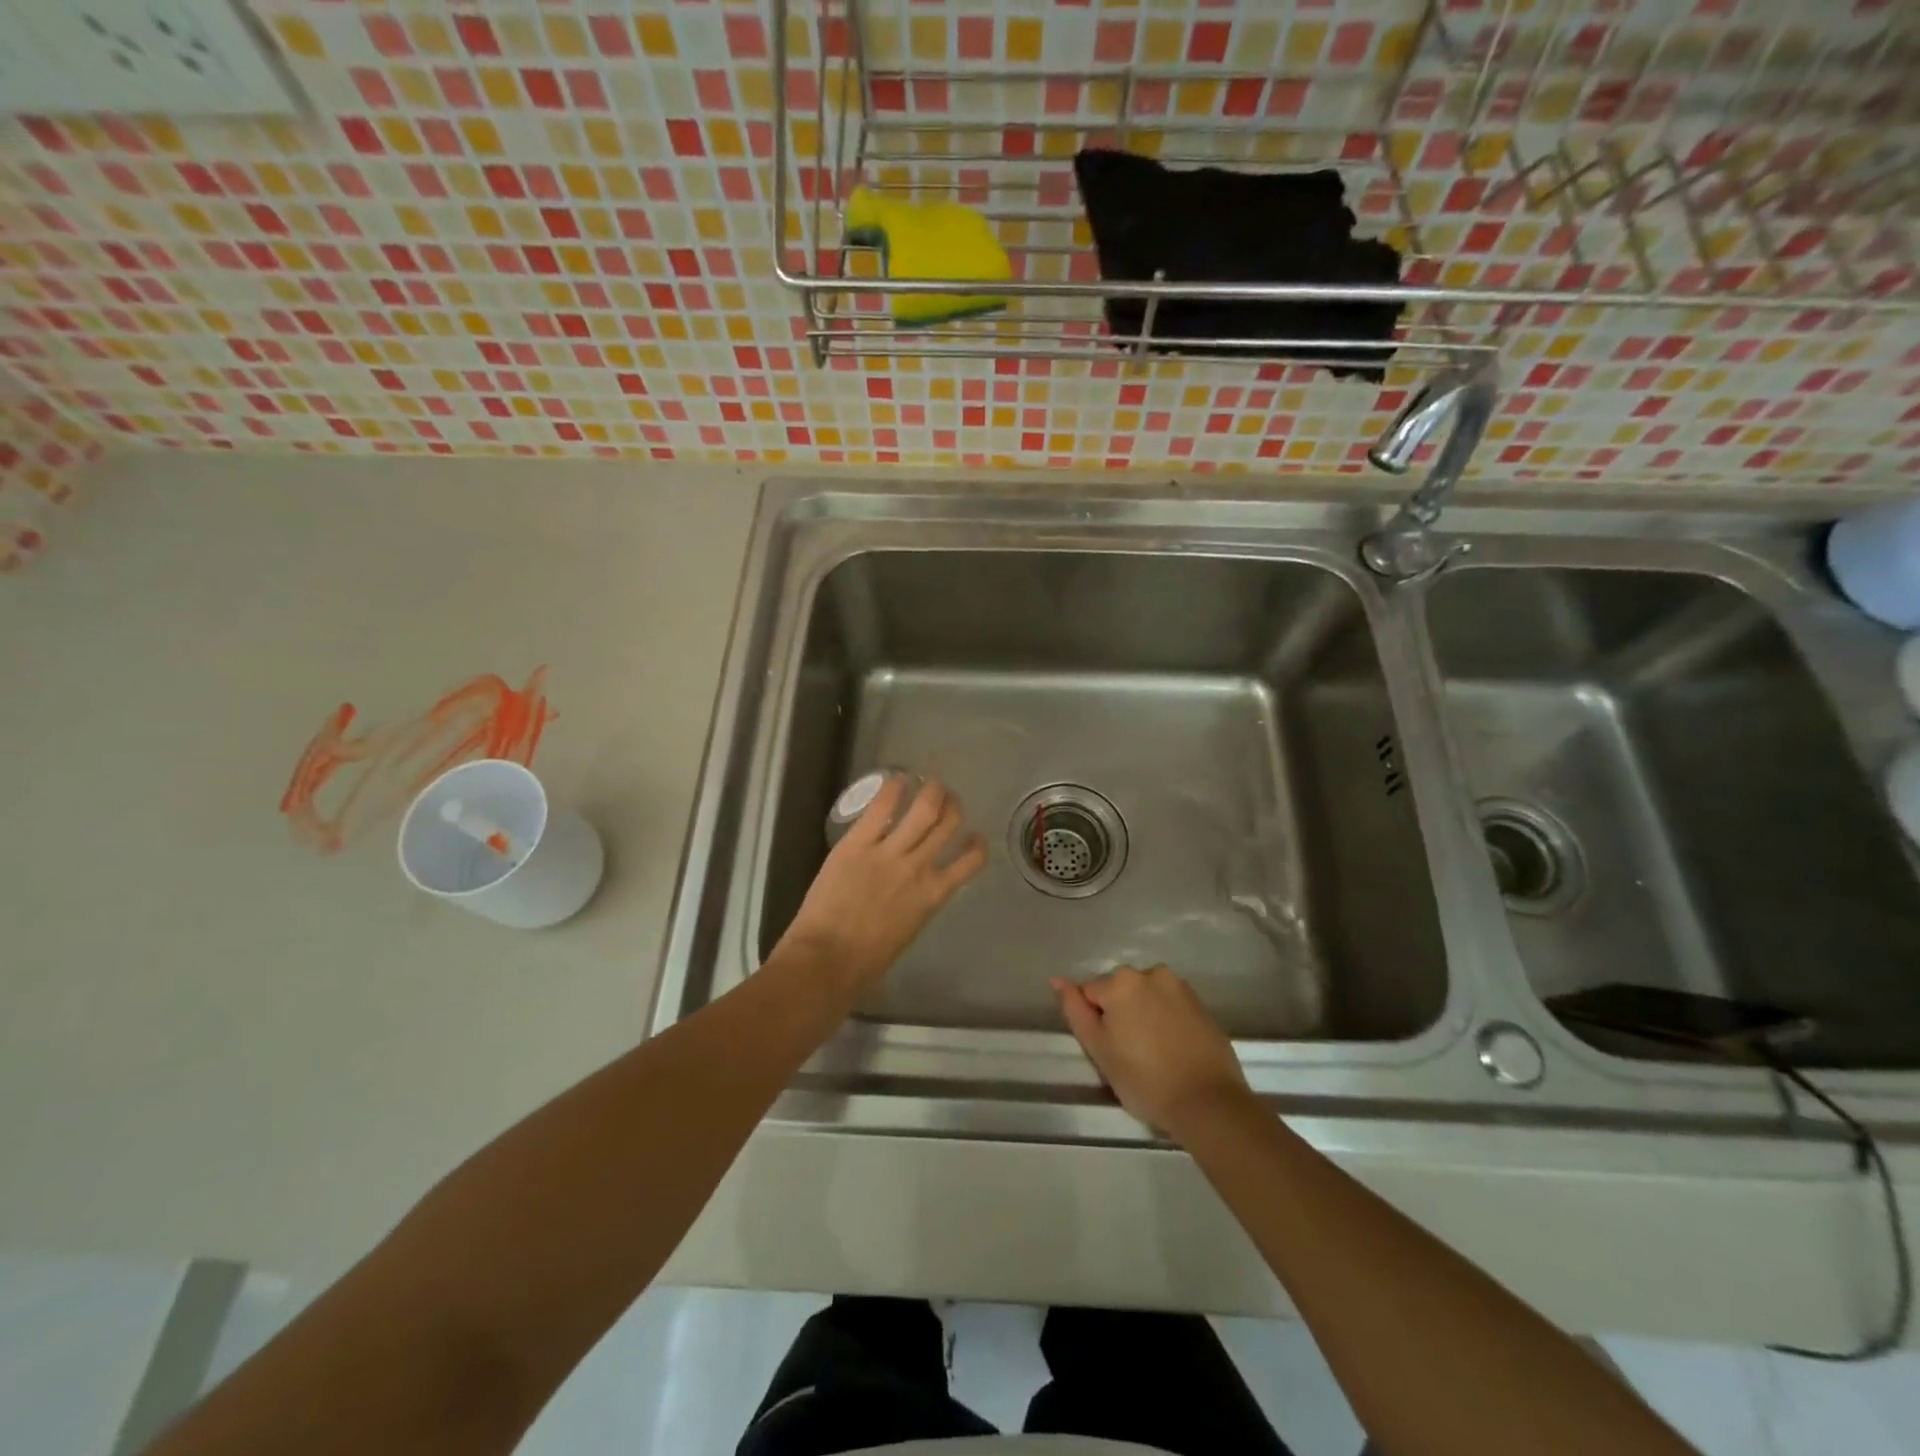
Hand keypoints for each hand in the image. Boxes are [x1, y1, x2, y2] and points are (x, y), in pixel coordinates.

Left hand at [781, 776, 986, 994]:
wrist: (827, 959)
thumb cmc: (865, 961)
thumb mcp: (906, 932)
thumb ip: (916, 905)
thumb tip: (914, 893)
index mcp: (933, 895)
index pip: (971, 860)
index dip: (976, 843)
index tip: (972, 835)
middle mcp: (919, 867)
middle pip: (949, 823)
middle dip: (952, 805)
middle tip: (946, 798)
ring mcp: (889, 852)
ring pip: (924, 808)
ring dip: (932, 790)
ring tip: (930, 783)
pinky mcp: (858, 843)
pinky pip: (882, 807)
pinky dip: (894, 788)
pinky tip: (897, 779)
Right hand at [1052, 966, 1252, 1137]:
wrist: (1208, 1103)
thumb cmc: (1145, 1079)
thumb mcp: (1099, 1049)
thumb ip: (1075, 1010)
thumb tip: (1057, 980)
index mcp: (1121, 981)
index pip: (1090, 993)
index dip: (1096, 1023)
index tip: (1110, 1050)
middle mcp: (1151, 973)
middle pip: (1120, 991)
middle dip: (1120, 1014)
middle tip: (1129, 1054)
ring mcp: (1180, 986)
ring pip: (1146, 996)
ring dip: (1143, 1015)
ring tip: (1153, 1053)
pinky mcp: (1201, 1004)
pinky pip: (1170, 1006)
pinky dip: (1166, 1021)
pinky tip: (1173, 1050)